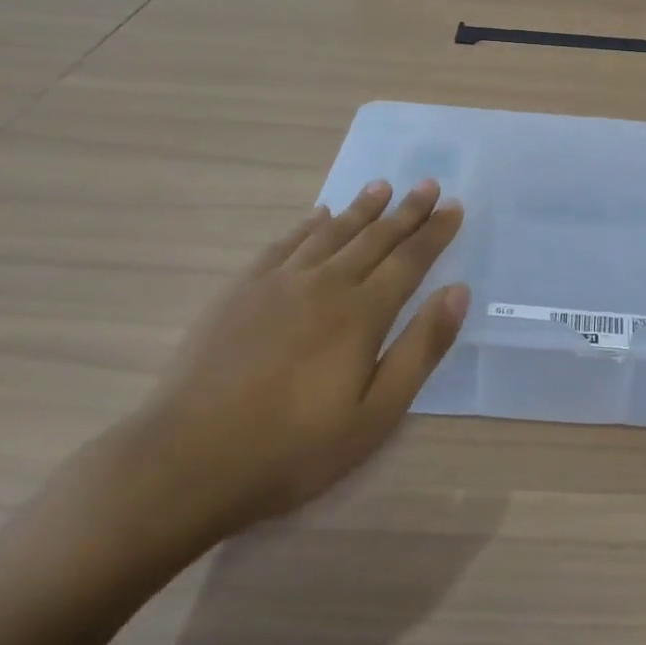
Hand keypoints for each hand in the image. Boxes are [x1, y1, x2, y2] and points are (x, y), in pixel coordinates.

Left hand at [96, 179, 467, 560]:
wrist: (187, 460)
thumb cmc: (293, 448)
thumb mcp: (375, 415)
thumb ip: (420, 349)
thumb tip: (458, 291)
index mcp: (362, 313)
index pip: (409, 260)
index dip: (435, 232)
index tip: (454, 205)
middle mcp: (324, 284)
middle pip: (374, 238)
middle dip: (406, 211)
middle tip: (428, 184)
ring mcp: (278, 283)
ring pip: (330, 232)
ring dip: (361, 208)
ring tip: (382, 186)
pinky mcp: (241, 290)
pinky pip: (285, 244)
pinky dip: (308, 225)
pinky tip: (317, 216)